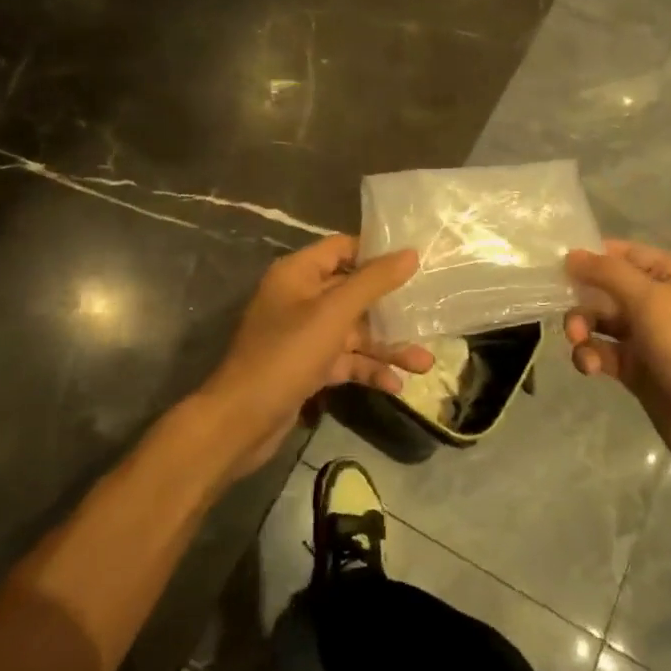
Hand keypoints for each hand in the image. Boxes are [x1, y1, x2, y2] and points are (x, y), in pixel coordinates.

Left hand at [195, 235, 430, 479]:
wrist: (241, 421)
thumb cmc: (286, 354)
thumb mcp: (334, 314)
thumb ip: (373, 282)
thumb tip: (410, 253)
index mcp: (298, 274)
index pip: (342, 249)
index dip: (376, 254)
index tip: (415, 262)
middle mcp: (300, 299)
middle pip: (353, 293)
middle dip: (390, 309)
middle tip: (429, 314)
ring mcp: (303, 335)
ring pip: (353, 332)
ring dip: (386, 346)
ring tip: (425, 364)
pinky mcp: (308, 367)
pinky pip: (345, 360)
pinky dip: (368, 370)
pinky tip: (396, 386)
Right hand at [564, 241, 670, 490]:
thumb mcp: (652, 301)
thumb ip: (608, 274)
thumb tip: (571, 254)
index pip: (625, 254)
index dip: (592, 257)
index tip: (557, 265)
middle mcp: (662, 303)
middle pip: (608, 289)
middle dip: (584, 300)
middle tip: (570, 317)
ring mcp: (650, 339)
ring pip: (602, 322)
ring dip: (584, 329)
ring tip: (579, 344)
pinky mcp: (638, 371)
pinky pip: (605, 353)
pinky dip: (592, 356)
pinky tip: (589, 367)